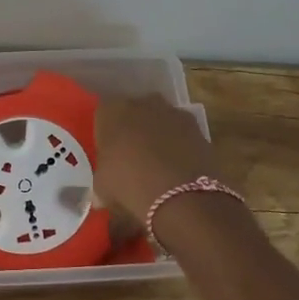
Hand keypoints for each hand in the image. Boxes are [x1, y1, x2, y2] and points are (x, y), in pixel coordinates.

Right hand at [92, 95, 226, 223]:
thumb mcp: (102, 187)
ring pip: (159, 121)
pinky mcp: (197, 127)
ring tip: (156, 166)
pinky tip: (176, 170)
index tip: (106, 153)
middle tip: (130, 158)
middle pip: (133, 113)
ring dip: (157, 136)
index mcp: (112, 110)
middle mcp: (141, 103)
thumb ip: (101, 179)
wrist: (182, 197)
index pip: (103, 114)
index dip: (105, 133)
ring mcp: (173, 112)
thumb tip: (101, 191)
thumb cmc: (129, 185)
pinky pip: (181, 134)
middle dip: (132, 130)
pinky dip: (179, 147)